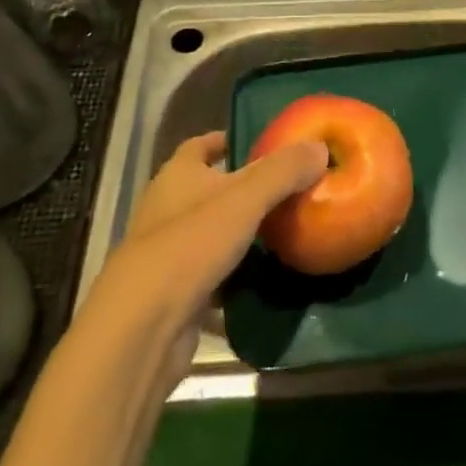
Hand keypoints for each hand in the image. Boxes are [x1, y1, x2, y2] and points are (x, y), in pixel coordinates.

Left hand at [87, 131, 327, 374]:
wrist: (145, 325)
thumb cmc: (192, 244)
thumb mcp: (246, 198)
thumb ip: (283, 171)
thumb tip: (320, 147)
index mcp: (177, 175)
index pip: (201, 145)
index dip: (227, 140)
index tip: (261, 143)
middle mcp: (167, 208)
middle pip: (207, 189)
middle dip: (242, 188)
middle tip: (288, 188)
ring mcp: (167, 252)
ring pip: (210, 233)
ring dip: (239, 233)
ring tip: (285, 231)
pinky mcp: (174, 292)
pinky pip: (211, 275)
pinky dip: (234, 275)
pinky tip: (265, 279)